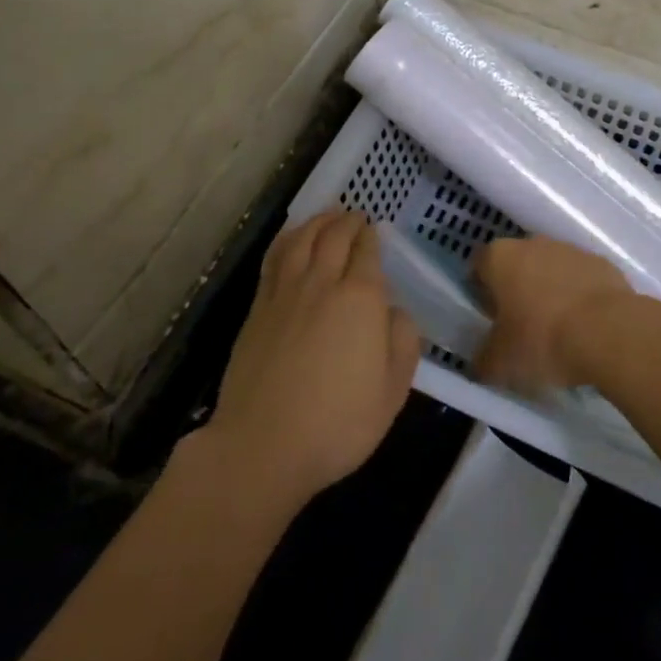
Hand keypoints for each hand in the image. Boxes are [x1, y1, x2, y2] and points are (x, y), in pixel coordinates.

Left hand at [205, 211, 419, 513]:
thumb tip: (395, 312)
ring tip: (326, 216)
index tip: (375, 229)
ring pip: (301, 241)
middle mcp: (322, 284)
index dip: (372, 237)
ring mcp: (284, 294)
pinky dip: (287, 241)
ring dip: (316, 223)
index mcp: (360, 299)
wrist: (262, 445)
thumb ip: (403, 343)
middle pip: (334, 238)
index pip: (367, 253)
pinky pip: (274, 260)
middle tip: (354, 215)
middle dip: (347, 222)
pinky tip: (291, 241)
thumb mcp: (393, 391)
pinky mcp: (257, 309)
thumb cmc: (338, 423)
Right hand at [472, 236, 639, 394]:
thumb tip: (480, 363)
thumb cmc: (542, 339)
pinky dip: (580, 297)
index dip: (482, 292)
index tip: (490, 320)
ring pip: (551, 269)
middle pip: (517, 265)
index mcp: (500, 257)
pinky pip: (582, 280)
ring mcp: (571, 250)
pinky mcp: (602, 263)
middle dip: (517, 290)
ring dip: (550, 292)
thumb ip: (483, 360)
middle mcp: (533, 243)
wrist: (609, 332)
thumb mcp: (501, 362)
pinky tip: (585, 328)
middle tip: (521, 328)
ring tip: (557, 331)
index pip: (479, 266)